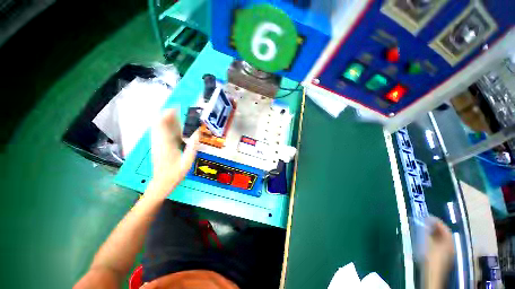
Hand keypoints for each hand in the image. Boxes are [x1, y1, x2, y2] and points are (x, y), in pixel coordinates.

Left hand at [149, 109, 199, 196]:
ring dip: (166, 119)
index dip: (168, 115)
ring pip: (158, 127)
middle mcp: (159, 142)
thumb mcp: (187, 162)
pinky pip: (160, 133)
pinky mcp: (158, 146)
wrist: (161, 183)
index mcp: (165, 145)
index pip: (163, 125)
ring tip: (177, 114)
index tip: (176, 108)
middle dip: (168, 114)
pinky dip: (166, 126)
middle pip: (159, 123)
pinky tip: (173, 126)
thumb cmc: (175, 174)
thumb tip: (197, 134)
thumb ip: (192, 147)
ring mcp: (157, 144)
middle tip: (179, 109)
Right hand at [424, 217, 454, 288]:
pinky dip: (434, 240)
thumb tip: (425, 222)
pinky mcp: (442, 257)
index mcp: (449, 242)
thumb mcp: (427, 243)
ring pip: (441, 239)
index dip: (437, 221)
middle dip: (435, 227)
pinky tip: (426, 240)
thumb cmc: (430, 257)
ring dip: (434, 233)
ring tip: (424, 229)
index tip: (427, 216)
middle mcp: (450, 246)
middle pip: (444, 234)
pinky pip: (439, 244)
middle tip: (425, 222)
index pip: (445, 228)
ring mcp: (447, 253)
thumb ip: (427, 231)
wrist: (432, 275)